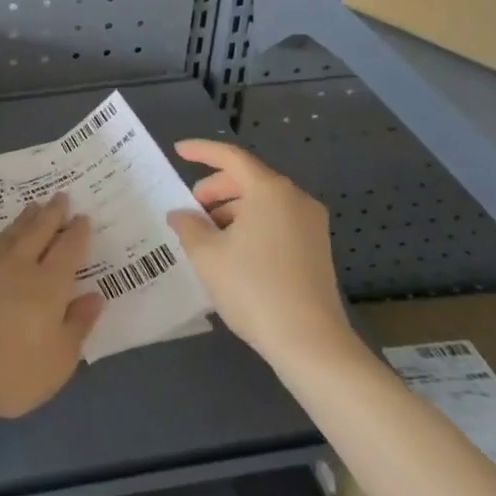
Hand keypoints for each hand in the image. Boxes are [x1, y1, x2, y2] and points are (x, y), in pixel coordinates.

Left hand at [0, 195, 102, 424]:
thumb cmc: (11, 372)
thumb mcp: (59, 361)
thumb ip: (78, 325)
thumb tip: (94, 296)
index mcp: (48, 284)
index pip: (68, 249)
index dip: (77, 232)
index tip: (83, 217)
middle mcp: (17, 264)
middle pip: (38, 230)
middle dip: (52, 213)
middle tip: (60, 196)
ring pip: (10, 233)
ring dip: (25, 219)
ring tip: (33, 207)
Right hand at [166, 140, 355, 373]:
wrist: (311, 344)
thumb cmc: (253, 289)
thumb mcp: (207, 255)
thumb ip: (188, 226)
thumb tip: (180, 214)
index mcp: (270, 190)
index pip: (231, 157)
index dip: (201, 151)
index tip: (178, 151)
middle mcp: (295, 199)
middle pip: (248, 178)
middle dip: (215, 188)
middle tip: (191, 208)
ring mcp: (311, 224)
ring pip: (263, 201)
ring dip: (232, 209)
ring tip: (208, 235)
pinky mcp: (317, 248)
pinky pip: (277, 221)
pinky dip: (251, 224)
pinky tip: (232, 251)